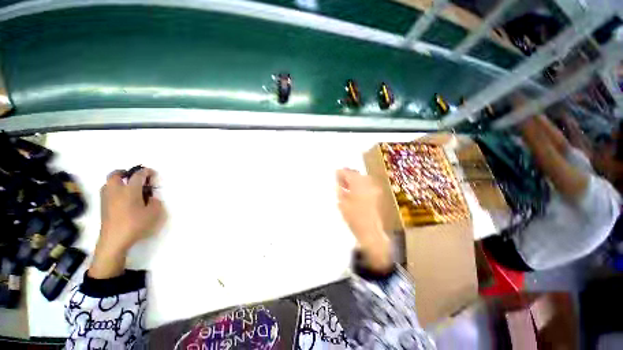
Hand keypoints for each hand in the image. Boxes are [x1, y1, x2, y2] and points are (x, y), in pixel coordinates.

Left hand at [89, 168, 165, 278]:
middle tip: (134, 177)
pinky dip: (114, 190)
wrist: (114, 240)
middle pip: (116, 174)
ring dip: (118, 181)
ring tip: (128, 188)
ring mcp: (107, 198)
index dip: (146, 172)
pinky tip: (122, 199)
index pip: (138, 175)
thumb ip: (155, 202)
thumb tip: (150, 198)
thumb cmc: (135, 224)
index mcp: (130, 190)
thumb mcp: (153, 213)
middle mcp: (116, 190)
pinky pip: (107, 192)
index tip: (152, 173)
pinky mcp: (103, 207)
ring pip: (109, 183)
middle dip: (125, 172)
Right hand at [336, 169, 391, 272]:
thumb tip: (337, 183)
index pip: (349, 173)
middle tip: (339, 177)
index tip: (335, 172)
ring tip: (345, 183)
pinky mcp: (375, 194)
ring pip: (362, 178)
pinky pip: (366, 184)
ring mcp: (373, 189)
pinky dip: (359, 184)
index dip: (341, 172)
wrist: (369, 230)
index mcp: (358, 185)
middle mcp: (367, 184)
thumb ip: (339, 190)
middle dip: (348, 174)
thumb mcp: (342, 203)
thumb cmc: (353, 217)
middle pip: (356, 174)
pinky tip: (353, 189)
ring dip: (353, 179)